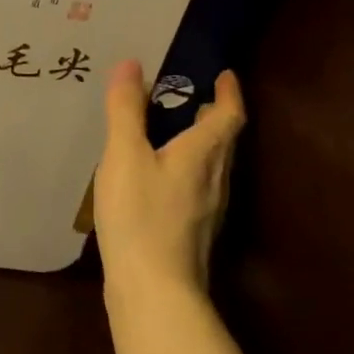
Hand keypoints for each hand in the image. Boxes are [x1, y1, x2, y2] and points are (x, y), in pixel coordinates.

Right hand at [94, 61, 245, 294]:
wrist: (154, 289)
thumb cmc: (140, 216)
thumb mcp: (125, 156)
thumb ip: (127, 111)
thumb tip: (132, 63)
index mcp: (204, 153)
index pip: (229, 115)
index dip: (229, 92)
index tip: (224, 74)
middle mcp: (215, 179)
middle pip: (223, 141)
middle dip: (212, 117)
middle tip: (192, 100)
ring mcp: (208, 211)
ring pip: (211, 168)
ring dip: (199, 146)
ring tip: (173, 136)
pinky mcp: (192, 234)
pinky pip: (196, 190)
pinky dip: (185, 173)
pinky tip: (159, 184)